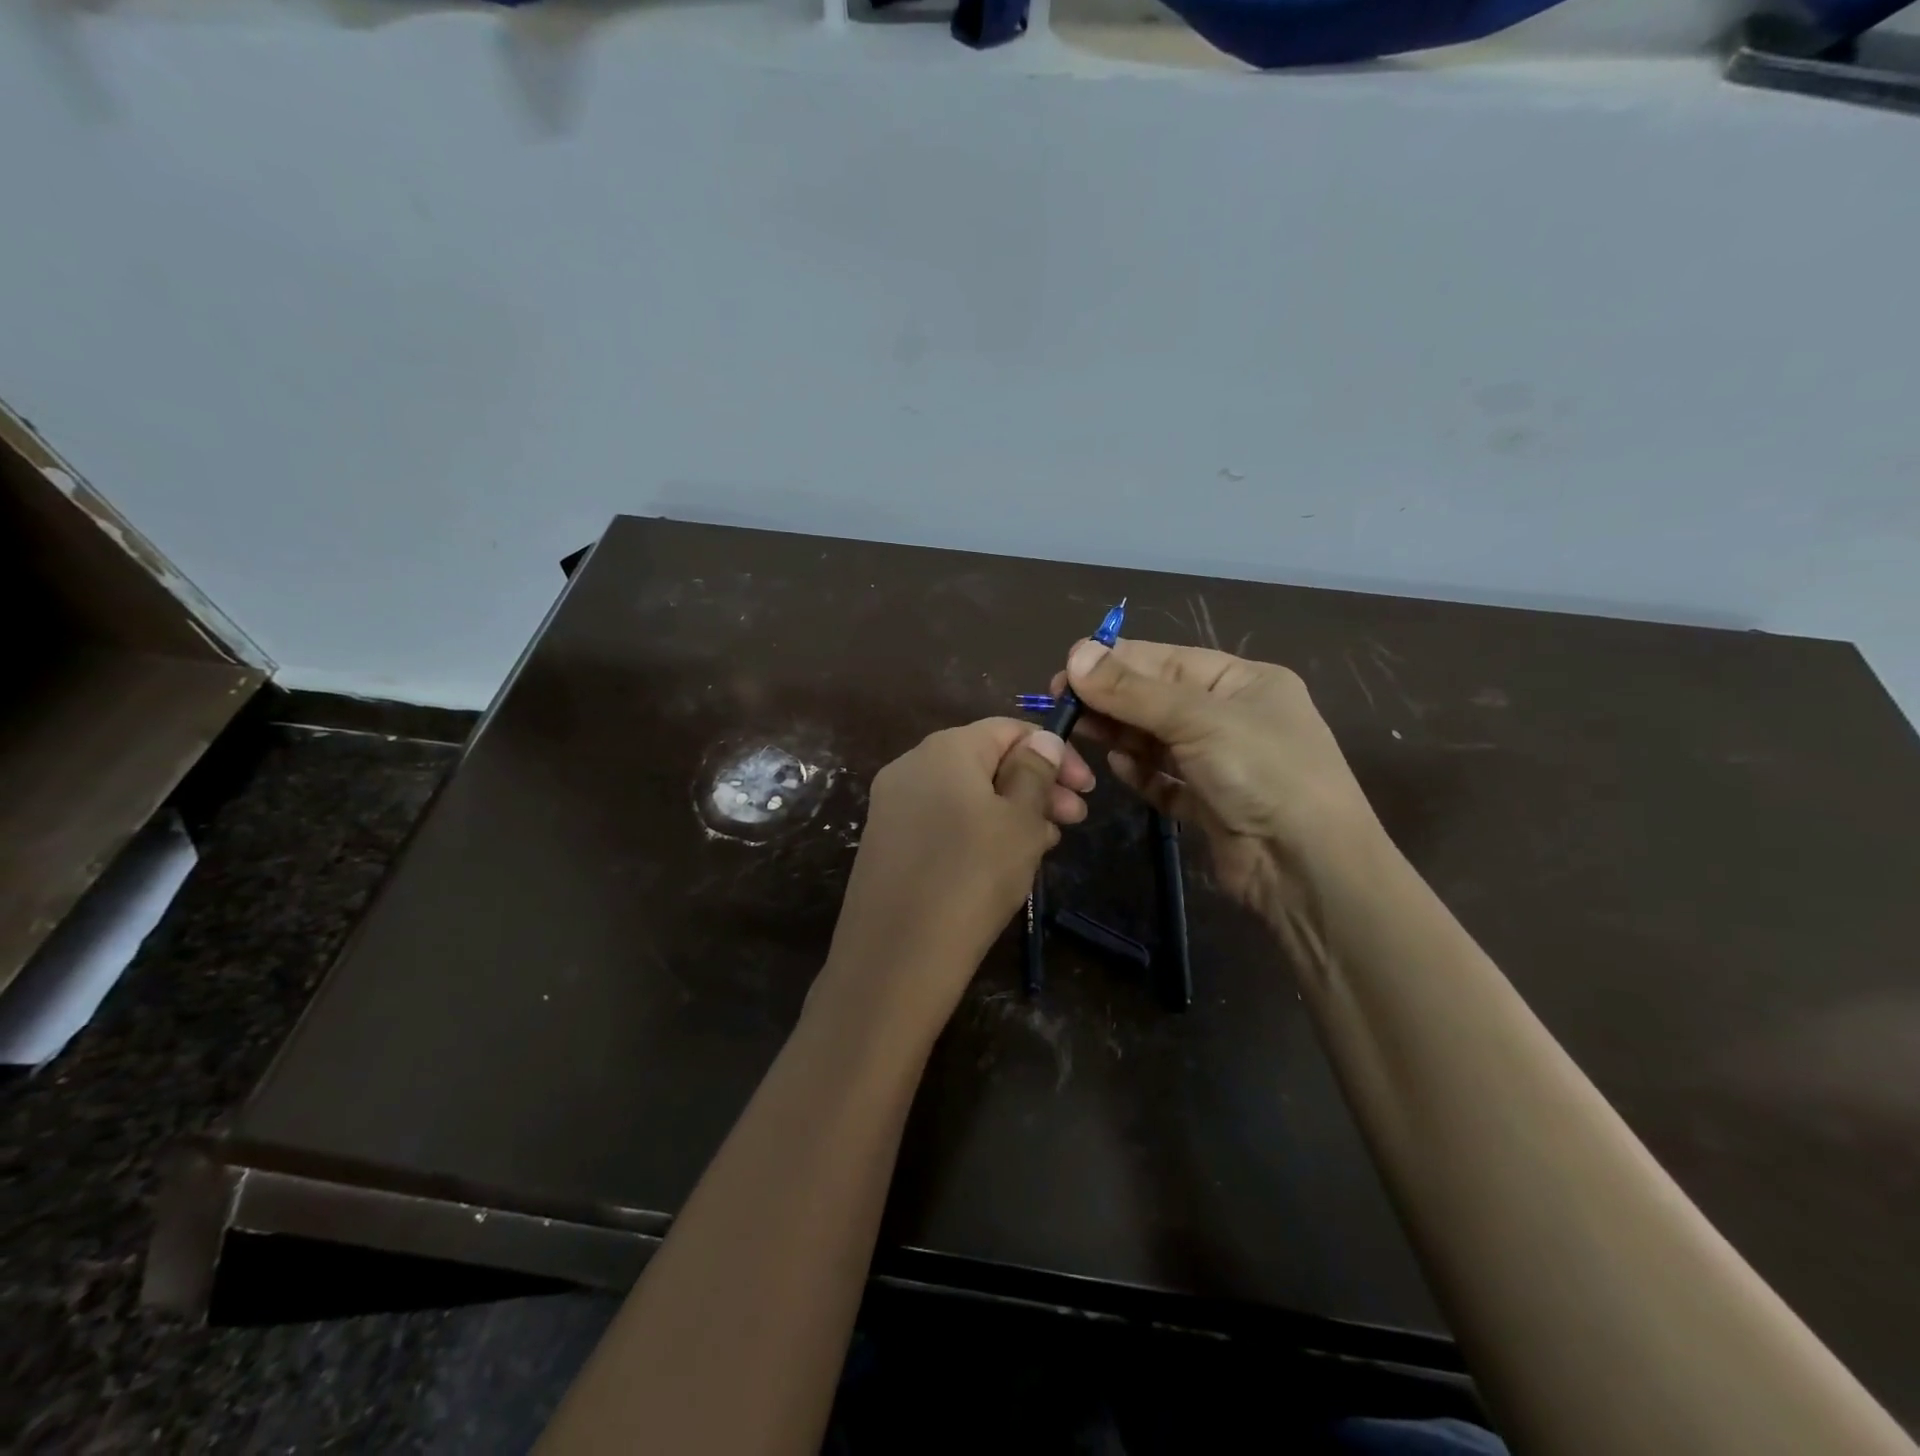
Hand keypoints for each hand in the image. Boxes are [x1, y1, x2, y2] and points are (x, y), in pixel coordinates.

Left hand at [818, 719, 1093, 1035]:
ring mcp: (893, 805)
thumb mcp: (1020, 821)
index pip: (1008, 729)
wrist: (895, 957)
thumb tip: (1043, 741)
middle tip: (1075, 820)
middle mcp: (911, 765)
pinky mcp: (887, 842)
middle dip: (1036, 785)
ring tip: (1046, 845)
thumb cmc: (972, 877)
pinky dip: (979, 831)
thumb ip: (1035, 772)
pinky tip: (1004, 862)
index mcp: (945, 749)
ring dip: (1012, 811)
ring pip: (967, 794)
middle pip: (986, 761)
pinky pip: (944, 821)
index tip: (1087, 789)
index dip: (1054, 752)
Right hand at [1053, 639, 1381, 920]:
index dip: (1115, 662)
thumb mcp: (1198, 720)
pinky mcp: (1209, 805)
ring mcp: (1222, 764)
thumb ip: (1133, 690)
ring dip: (1121, 735)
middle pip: (1158, 699)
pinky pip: (1164, 779)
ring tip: (1081, 733)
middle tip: (1062, 708)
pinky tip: (1118, 768)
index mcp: (1243, 682)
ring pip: (1157, 740)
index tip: (1065, 670)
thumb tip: (1075, 654)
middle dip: (1112, 700)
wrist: (1309, 869)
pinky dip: (1141, 773)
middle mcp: (1233, 717)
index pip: (1166, 660)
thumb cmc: (1263, 773)